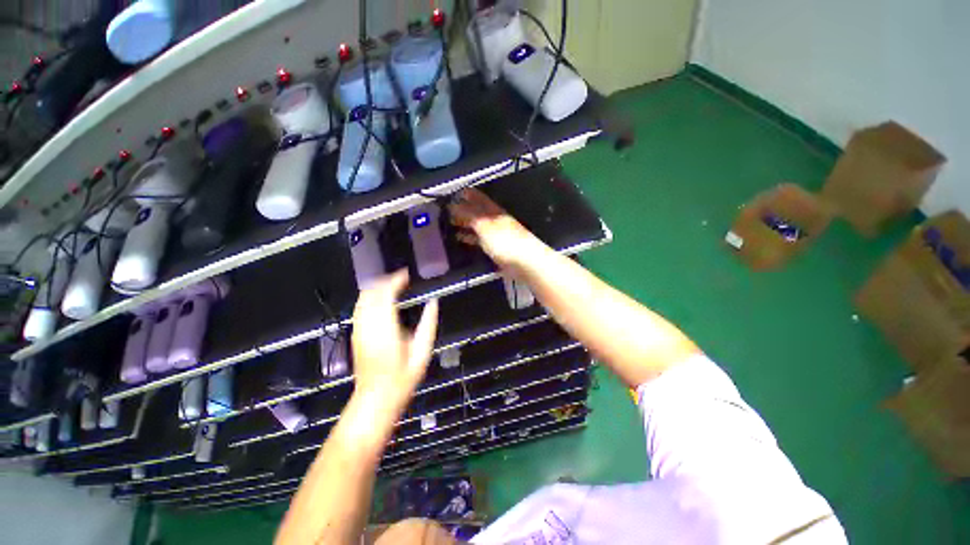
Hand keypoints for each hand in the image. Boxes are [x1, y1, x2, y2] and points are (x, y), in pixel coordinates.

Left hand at [350, 270, 438, 411]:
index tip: (406, 274)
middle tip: (401, 278)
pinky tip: (380, 300)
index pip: (386, 295)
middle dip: (385, 280)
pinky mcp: (355, 335)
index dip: (395, 280)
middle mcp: (368, 326)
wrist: (374, 399)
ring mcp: (358, 330)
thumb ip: (428, 324)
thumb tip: (433, 303)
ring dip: (376, 287)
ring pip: (362, 299)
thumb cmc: (402, 378)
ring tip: (392, 285)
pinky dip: (369, 298)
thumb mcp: (422, 353)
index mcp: (386, 329)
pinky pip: (359, 308)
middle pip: (371, 293)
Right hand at [448, 188, 541, 271]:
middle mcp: (495, 220)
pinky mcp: (495, 248)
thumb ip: (469, 215)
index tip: (454, 193)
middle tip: (447, 210)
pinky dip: (470, 238)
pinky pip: (479, 240)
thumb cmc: (504, 241)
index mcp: (494, 211)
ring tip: (450, 223)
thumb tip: (453, 205)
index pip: (479, 198)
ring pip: (477, 226)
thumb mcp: (484, 226)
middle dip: (463, 210)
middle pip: (477, 212)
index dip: (467, 194)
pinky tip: (461, 239)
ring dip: (465, 224)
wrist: (524, 262)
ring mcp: (496, 234)